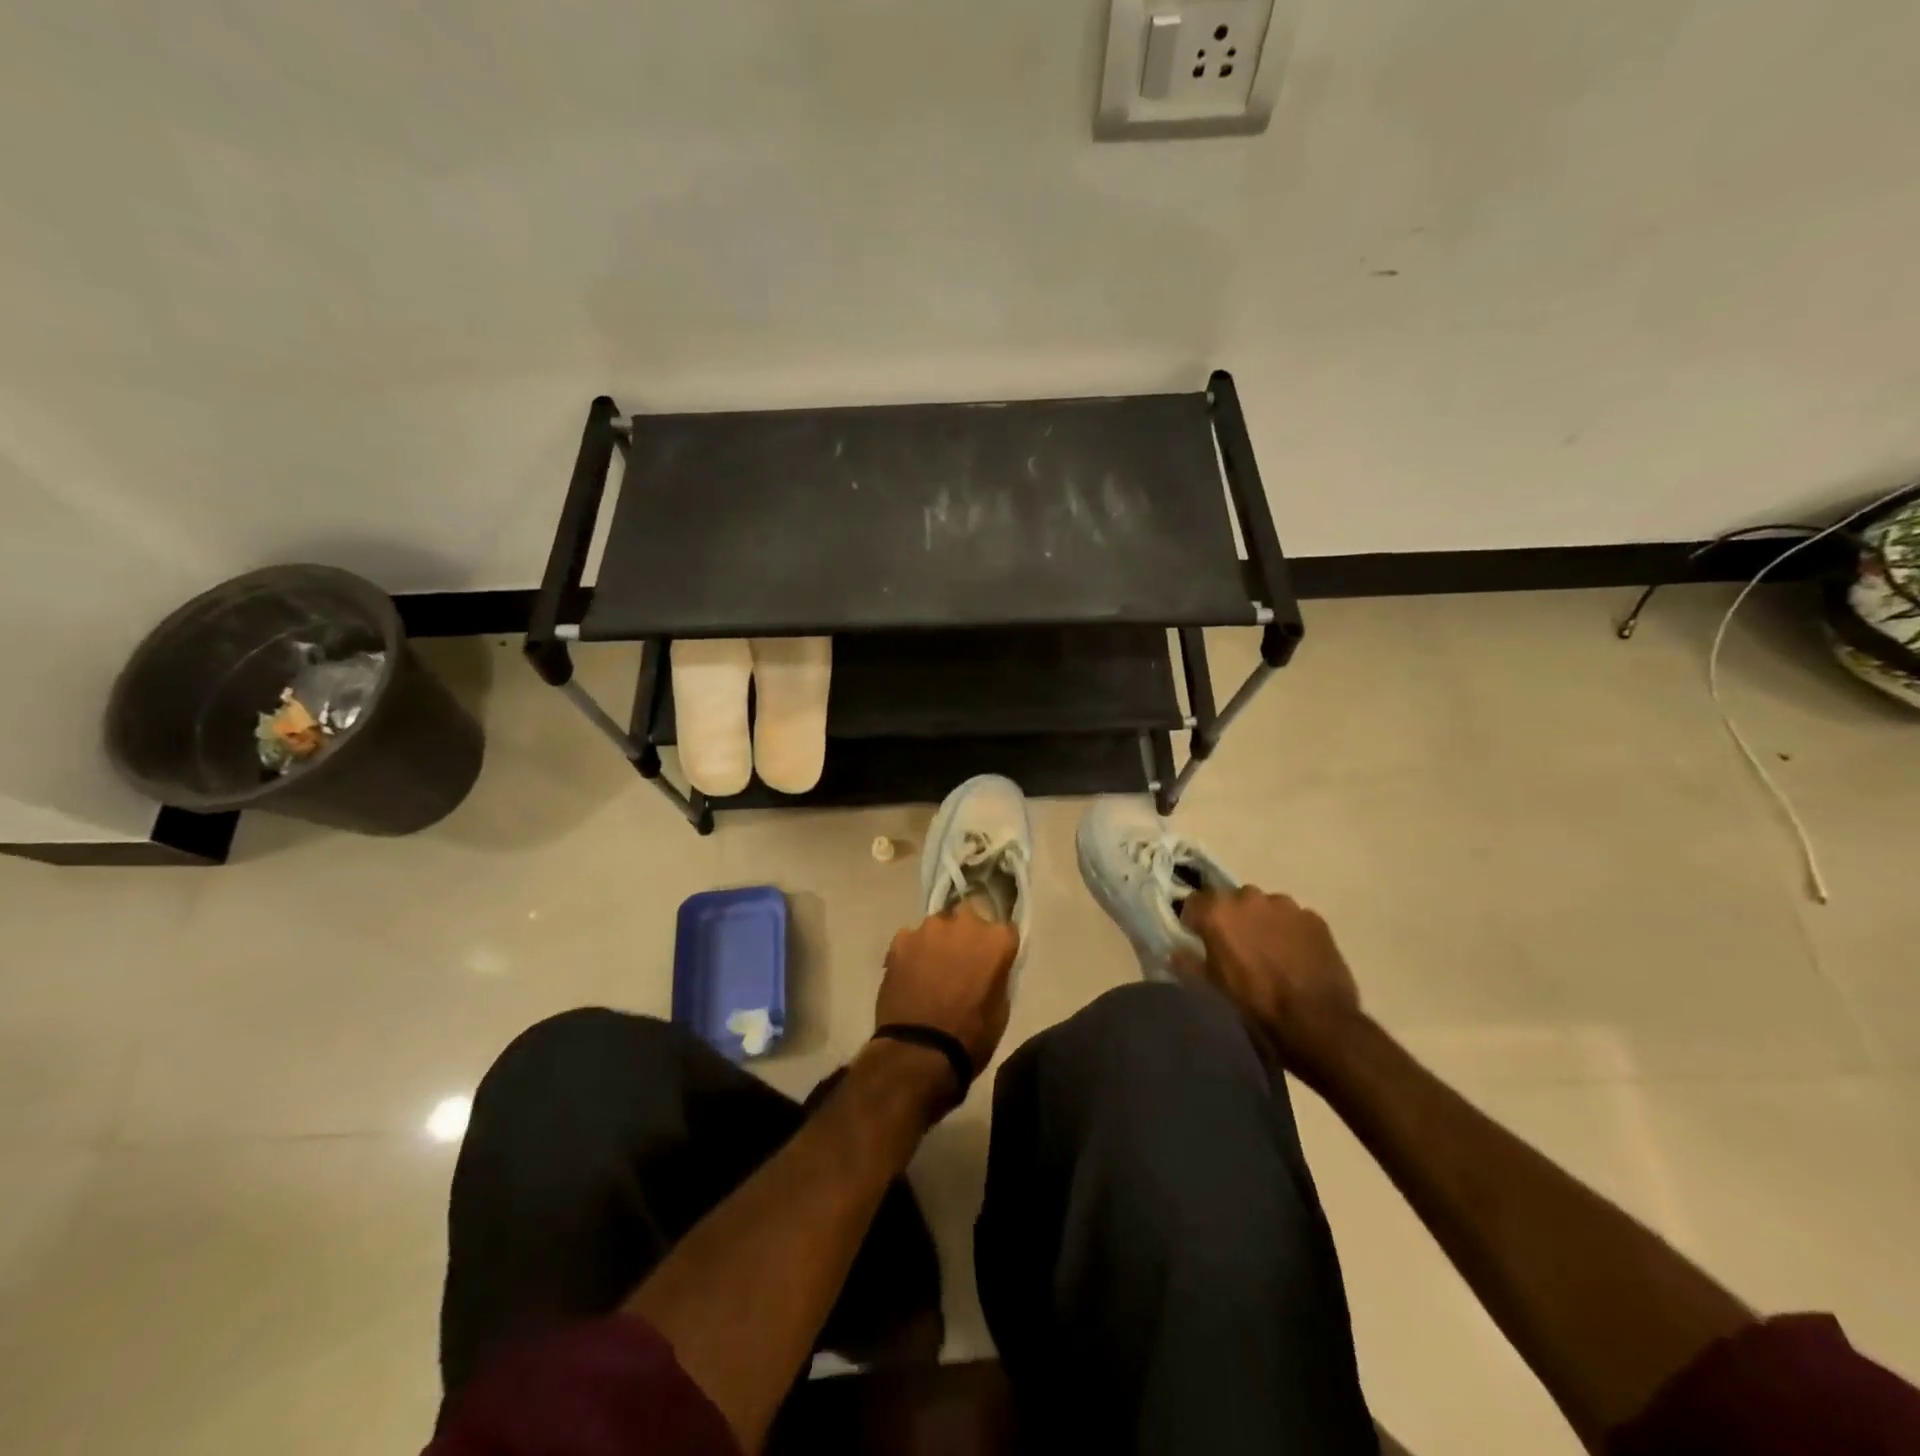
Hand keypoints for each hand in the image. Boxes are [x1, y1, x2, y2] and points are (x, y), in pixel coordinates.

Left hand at [876, 905, 1017, 1083]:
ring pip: (937, 927)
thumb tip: (988, 966)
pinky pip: (911, 940)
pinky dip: (912, 952)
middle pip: (968, 918)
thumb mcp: (1001, 1007)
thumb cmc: (971, 1036)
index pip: (1003, 930)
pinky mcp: (901, 939)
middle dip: (965, 935)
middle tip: (959, 962)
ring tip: (930, 970)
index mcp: (996, 939)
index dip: (996, 947)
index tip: (990, 962)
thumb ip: (997, 973)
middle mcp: (965, 922)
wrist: (920, 1051)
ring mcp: (930, 928)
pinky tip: (909, 975)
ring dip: (937, 942)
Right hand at [1176, 886, 1364, 1078]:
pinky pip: (1293, 919)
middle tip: (1236, 947)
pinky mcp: (1314, 918)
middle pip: (1231, 901)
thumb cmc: (1254, 1005)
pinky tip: (1295, 956)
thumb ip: (1188, 963)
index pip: (1194, 902)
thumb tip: (1174, 952)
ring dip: (1261, 922)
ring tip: (1270, 952)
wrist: (1316, 1022)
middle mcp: (1249, 897)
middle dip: (1231, 919)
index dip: (1195, 921)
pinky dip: (1289, 932)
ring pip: (1264, 907)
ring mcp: (1285, 905)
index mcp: (1217, 912)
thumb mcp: (1211, 988)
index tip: (1198, 939)